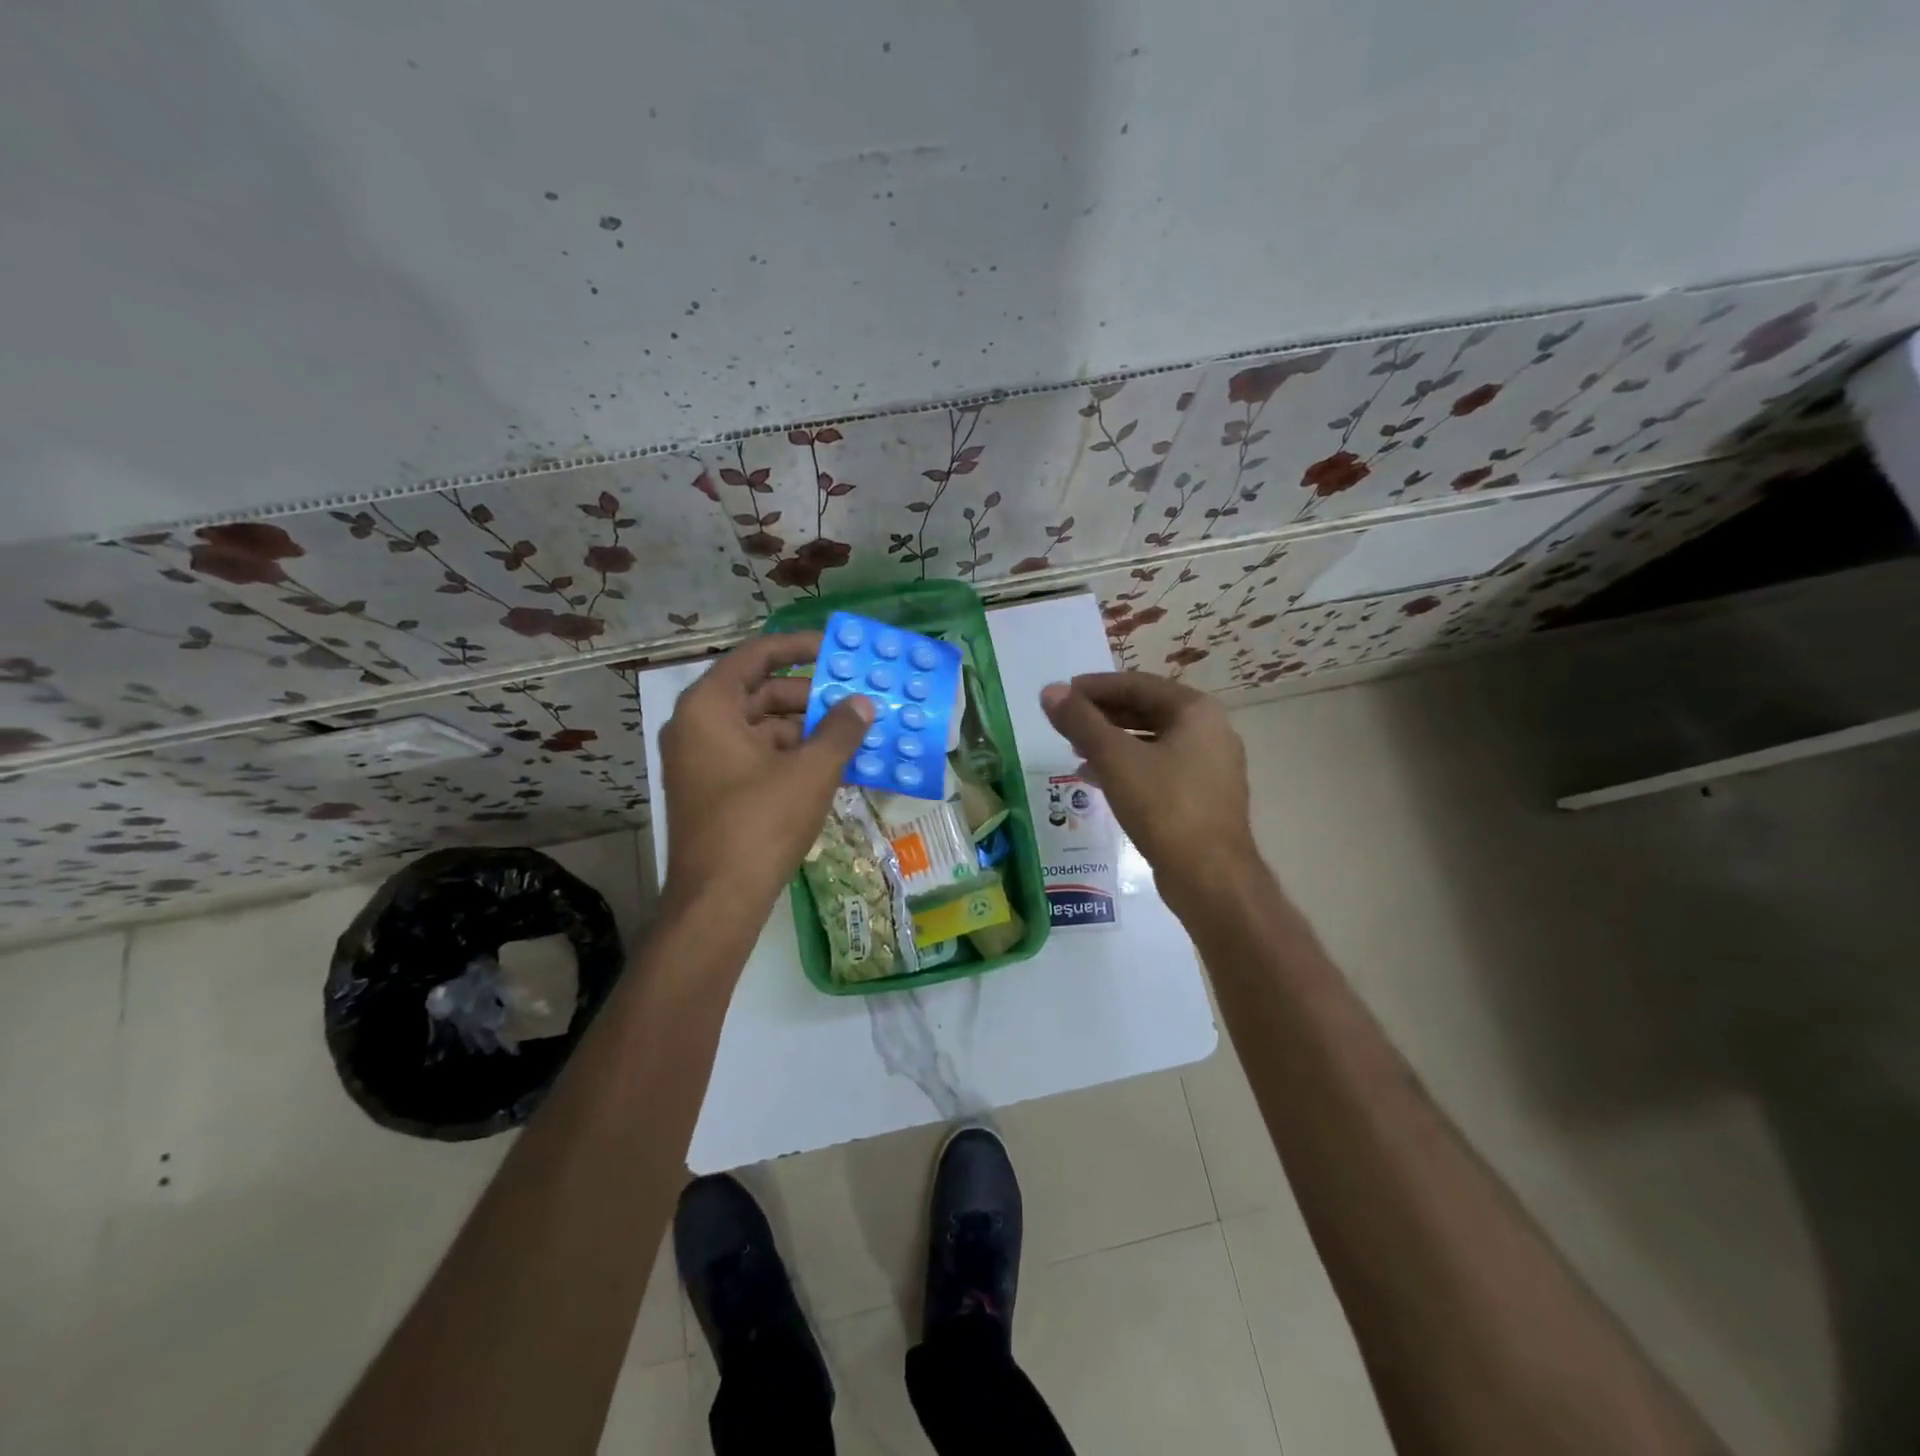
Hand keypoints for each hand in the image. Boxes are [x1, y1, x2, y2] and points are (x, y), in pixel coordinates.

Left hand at [660, 632, 873, 914]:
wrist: (719, 899)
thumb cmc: (761, 822)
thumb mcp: (811, 771)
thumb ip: (841, 730)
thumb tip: (863, 703)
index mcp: (710, 707)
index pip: (756, 657)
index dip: (798, 647)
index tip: (835, 649)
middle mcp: (698, 726)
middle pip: (760, 693)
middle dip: (809, 696)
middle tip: (853, 699)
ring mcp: (703, 762)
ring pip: (761, 729)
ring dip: (806, 730)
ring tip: (852, 735)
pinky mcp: (713, 791)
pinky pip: (756, 758)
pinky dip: (791, 757)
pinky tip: (832, 767)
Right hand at [1040, 672, 1255, 908]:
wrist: (1210, 877)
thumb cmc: (1164, 807)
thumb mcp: (1115, 759)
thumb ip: (1080, 721)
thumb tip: (1049, 691)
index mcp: (1196, 712)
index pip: (1138, 684)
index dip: (1095, 686)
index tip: (1062, 694)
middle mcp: (1210, 731)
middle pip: (1146, 711)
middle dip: (1103, 715)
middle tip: (1065, 722)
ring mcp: (1209, 767)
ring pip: (1151, 742)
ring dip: (1112, 742)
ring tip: (1074, 749)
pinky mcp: (1202, 798)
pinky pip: (1158, 769)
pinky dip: (1127, 767)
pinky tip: (1094, 779)